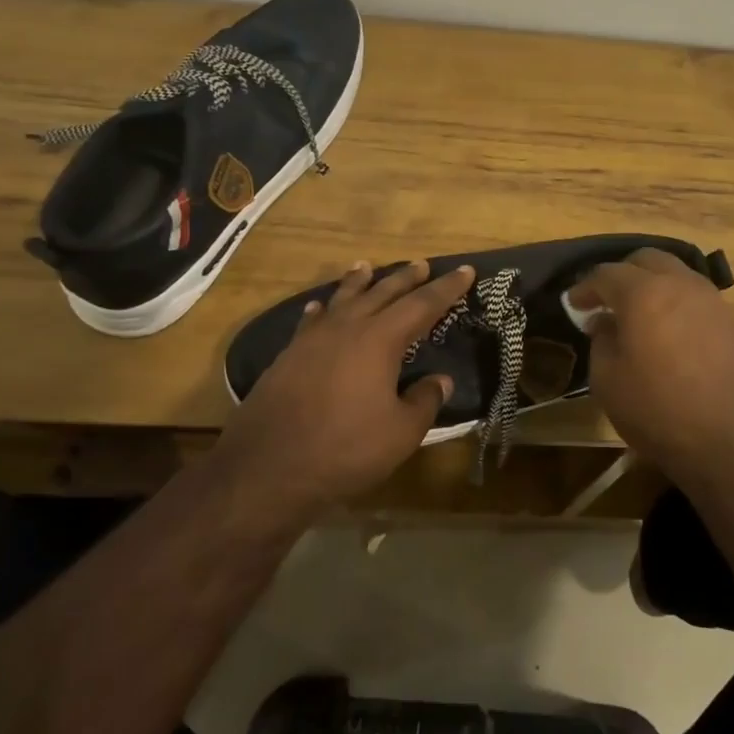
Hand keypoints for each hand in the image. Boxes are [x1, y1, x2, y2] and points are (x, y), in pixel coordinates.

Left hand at [224, 258, 475, 518]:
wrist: (267, 469)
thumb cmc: (344, 449)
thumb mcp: (401, 432)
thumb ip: (425, 401)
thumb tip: (441, 380)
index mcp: (380, 340)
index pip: (422, 304)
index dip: (447, 288)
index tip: (466, 271)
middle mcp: (347, 328)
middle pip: (382, 293)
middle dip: (406, 278)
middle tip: (422, 264)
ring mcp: (313, 340)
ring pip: (342, 299)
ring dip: (359, 282)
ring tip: (367, 266)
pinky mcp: (288, 357)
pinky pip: (311, 321)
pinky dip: (321, 310)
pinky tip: (319, 308)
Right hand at [568, 248, 733, 486]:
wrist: (732, 442)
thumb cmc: (659, 411)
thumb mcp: (608, 381)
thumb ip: (601, 341)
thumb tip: (606, 323)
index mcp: (644, 292)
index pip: (607, 274)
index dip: (585, 287)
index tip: (574, 304)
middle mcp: (679, 283)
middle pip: (646, 259)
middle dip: (622, 273)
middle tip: (605, 300)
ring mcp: (710, 299)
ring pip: (675, 272)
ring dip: (652, 283)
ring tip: (637, 312)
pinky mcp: (730, 320)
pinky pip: (694, 294)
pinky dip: (674, 299)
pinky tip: (666, 327)